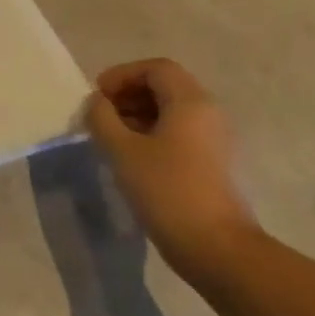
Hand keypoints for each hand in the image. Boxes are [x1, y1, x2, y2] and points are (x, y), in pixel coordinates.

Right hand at [84, 58, 259, 283]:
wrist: (217, 248)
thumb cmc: (166, 190)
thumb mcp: (121, 150)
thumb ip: (102, 118)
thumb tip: (98, 103)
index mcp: (190, 102)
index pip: (155, 68)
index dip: (122, 75)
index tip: (98, 96)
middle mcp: (208, 113)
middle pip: (165, 86)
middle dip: (128, 94)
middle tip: (100, 115)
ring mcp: (214, 139)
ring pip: (172, 110)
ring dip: (138, 114)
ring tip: (111, 136)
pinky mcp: (213, 163)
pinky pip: (180, 132)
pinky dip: (152, 133)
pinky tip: (132, 157)